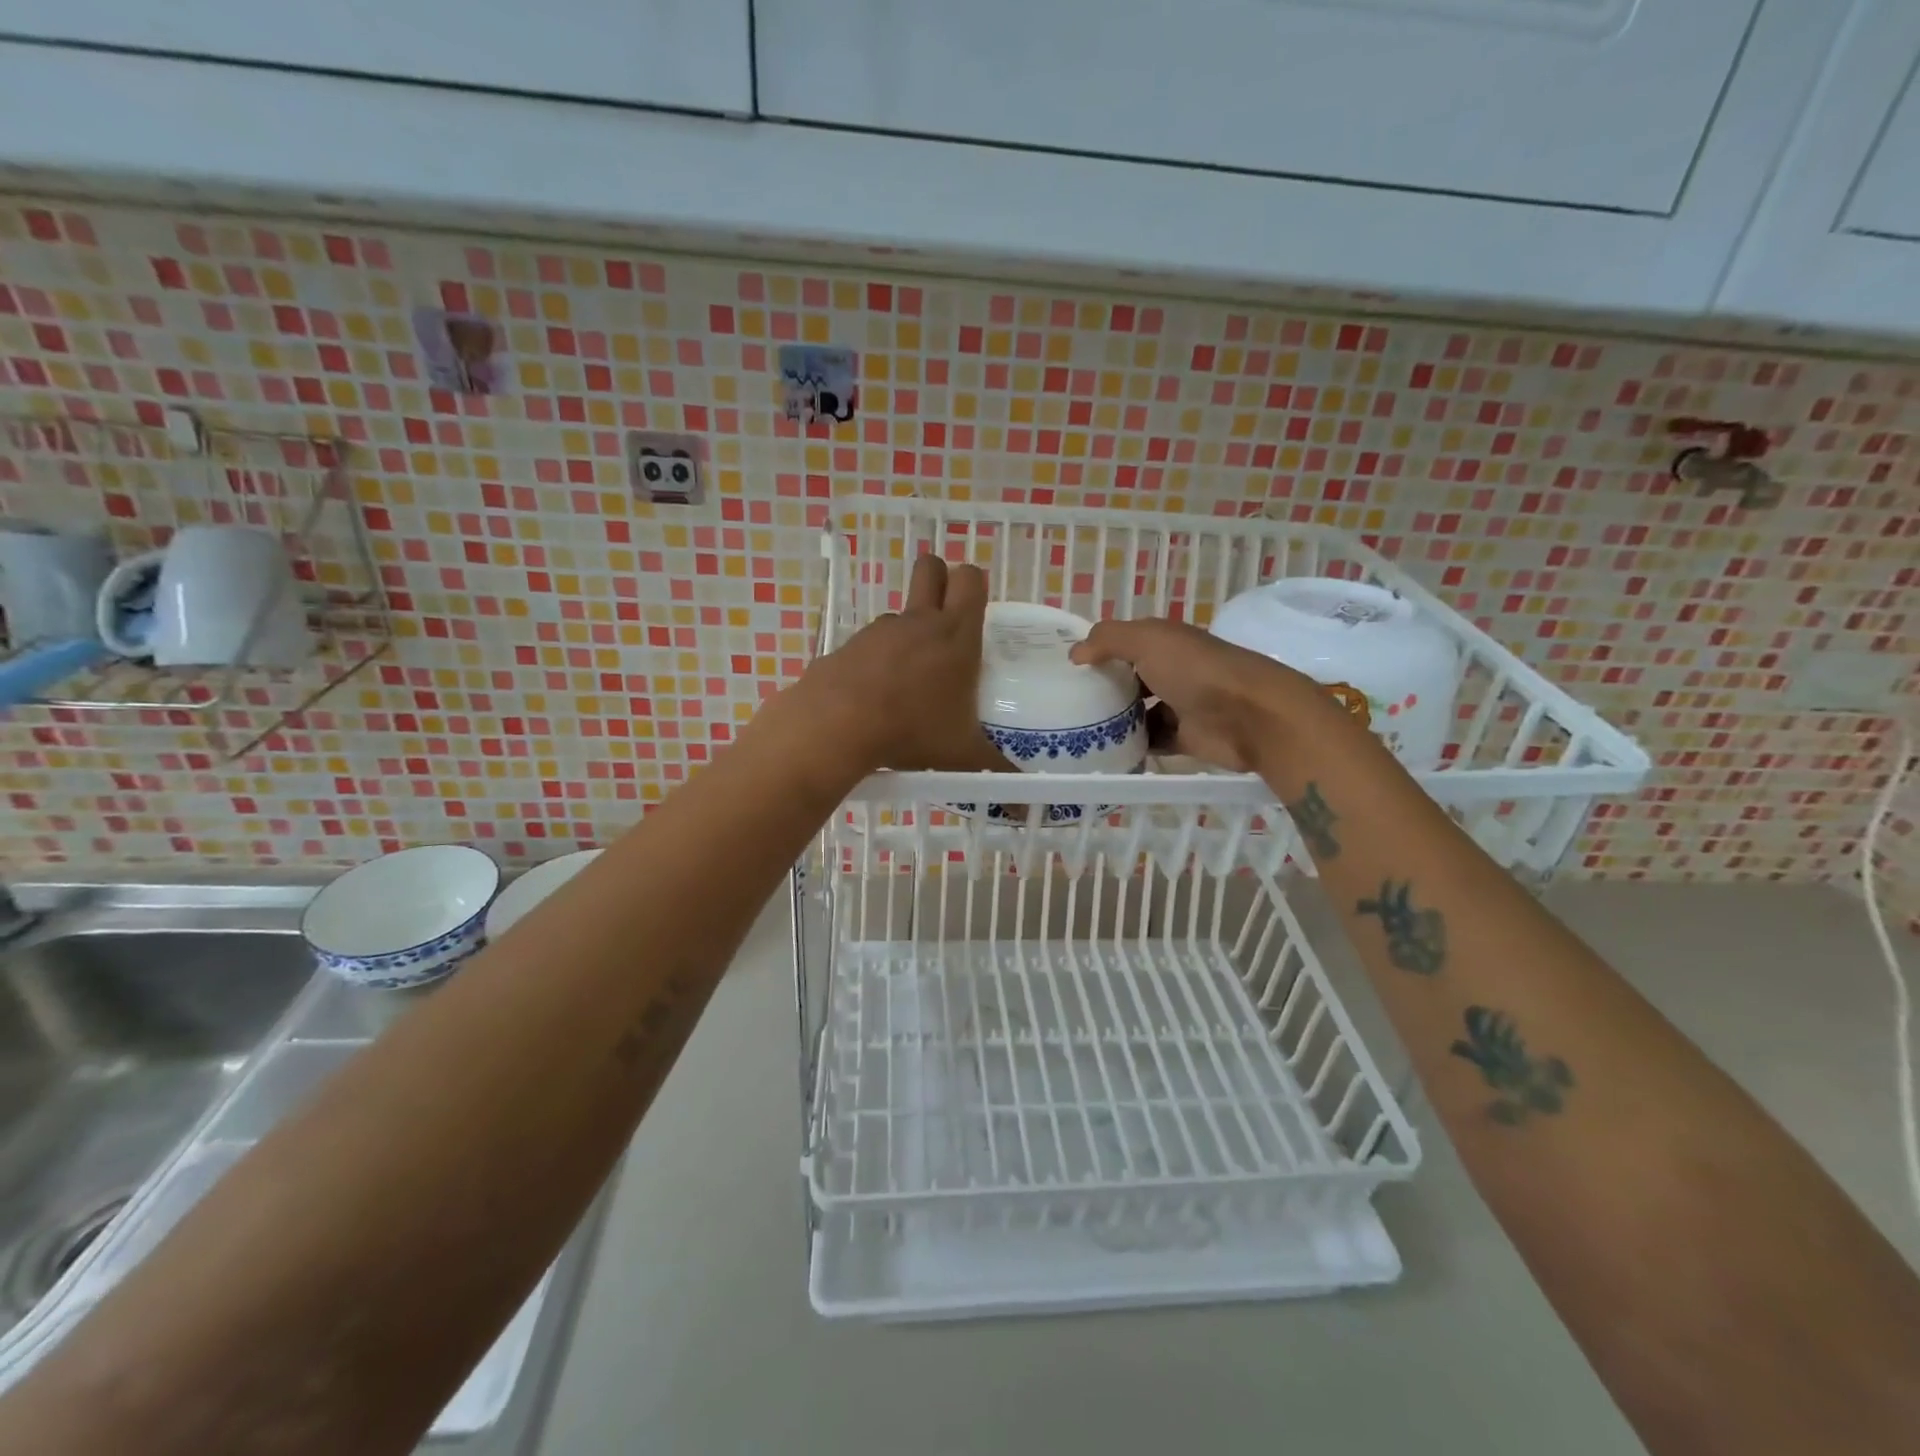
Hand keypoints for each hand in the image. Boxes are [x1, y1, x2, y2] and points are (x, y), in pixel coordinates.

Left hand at [787, 554, 1014, 774]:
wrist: (837, 727)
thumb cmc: (913, 732)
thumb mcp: (962, 757)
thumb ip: (995, 776)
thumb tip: (1023, 811)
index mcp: (956, 636)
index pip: (971, 579)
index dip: (974, 584)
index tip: (976, 611)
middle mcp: (919, 622)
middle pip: (931, 568)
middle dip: (940, 580)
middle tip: (946, 617)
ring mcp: (880, 631)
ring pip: (901, 612)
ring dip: (909, 631)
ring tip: (912, 680)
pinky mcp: (849, 646)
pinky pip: (871, 643)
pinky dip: (878, 660)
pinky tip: (877, 697)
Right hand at [1069, 617, 1343, 771]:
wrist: (1250, 716)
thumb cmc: (1195, 670)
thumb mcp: (1146, 641)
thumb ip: (1108, 640)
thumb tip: (1075, 653)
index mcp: (1165, 642)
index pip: (1125, 642)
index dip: (1099, 651)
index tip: (1067, 668)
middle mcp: (1173, 670)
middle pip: (1130, 678)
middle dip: (1104, 689)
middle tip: (1068, 704)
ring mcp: (1181, 704)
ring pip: (1139, 712)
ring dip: (1116, 720)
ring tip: (1079, 731)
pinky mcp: (1186, 737)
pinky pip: (1153, 741)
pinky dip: (1133, 746)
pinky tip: (1106, 752)